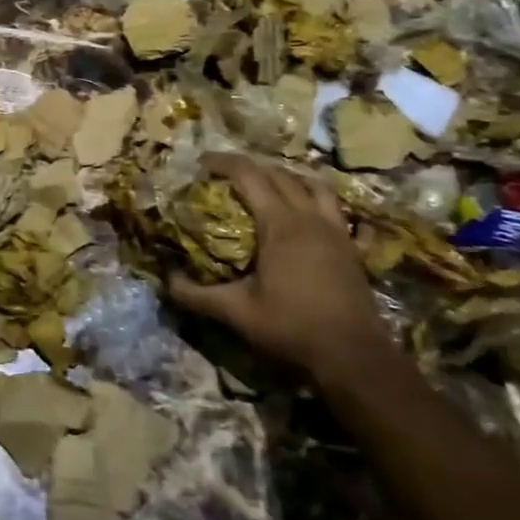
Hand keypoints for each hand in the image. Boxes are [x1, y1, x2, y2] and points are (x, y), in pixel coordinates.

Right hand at [168, 153, 387, 376]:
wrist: (354, 357)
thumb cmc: (292, 328)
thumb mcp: (236, 312)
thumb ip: (197, 295)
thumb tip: (165, 280)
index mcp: (280, 224)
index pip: (249, 175)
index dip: (223, 162)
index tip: (202, 163)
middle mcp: (309, 218)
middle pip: (279, 174)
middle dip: (251, 168)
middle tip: (228, 176)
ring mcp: (336, 231)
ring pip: (314, 185)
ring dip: (289, 178)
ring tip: (269, 186)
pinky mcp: (352, 247)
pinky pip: (335, 209)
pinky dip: (317, 200)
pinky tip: (309, 215)